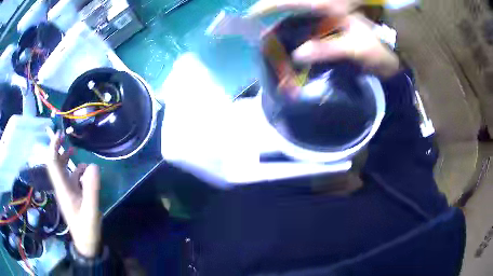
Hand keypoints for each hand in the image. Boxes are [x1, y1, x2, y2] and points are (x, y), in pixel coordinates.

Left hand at [46, 132, 101, 257]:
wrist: (86, 244)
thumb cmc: (86, 229)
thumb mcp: (91, 211)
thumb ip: (92, 189)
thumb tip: (94, 165)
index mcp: (63, 189)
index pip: (53, 164)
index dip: (53, 148)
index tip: (59, 134)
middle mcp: (62, 187)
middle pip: (55, 164)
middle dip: (57, 149)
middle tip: (64, 136)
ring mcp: (67, 191)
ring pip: (63, 170)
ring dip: (66, 159)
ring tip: (73, 150)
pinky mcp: (72, 195)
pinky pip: (71, 178)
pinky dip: (76, 170)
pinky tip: (85, 171)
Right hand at [248, 0, 398, 76]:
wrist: (390, 57)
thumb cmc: (377, 49)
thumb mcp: (355, 47)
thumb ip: (328, 48)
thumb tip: (297, 54)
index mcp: (330, 7)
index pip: (293, 1)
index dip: (270, 5)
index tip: (251, 14)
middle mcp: (325, 9)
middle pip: (291, 8)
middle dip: (272, 17)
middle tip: (260, 35)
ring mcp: (326, 19)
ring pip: (296, 19)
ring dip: (282, 30)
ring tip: (268, 44)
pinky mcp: (328, 29)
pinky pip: (305, 29)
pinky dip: (294, 37)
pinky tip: (288, 48)